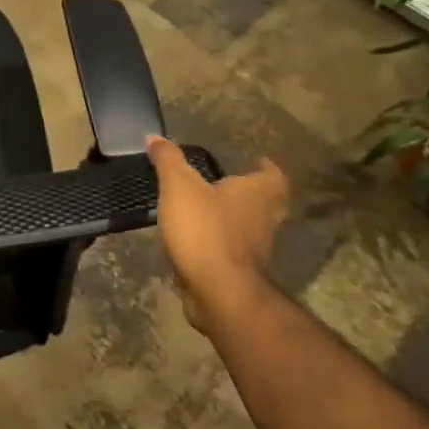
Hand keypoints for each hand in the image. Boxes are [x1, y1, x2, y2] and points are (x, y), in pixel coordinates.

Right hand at [147, 135, 288, 331]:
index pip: (274, 176)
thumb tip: (154, 136)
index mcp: (256, 194)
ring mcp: (257, 249)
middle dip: (255, 193)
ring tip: (212, 209)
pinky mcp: (243, 272)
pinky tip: (202, 239)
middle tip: (234, 184)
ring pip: (254, 227)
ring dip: (239, 218)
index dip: (267, 168)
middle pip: (269, 202)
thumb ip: (168, 159)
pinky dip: (225, 242)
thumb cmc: (204, 229)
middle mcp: (265, 220)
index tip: (258, 161)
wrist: (219, 292)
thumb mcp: (178, 186)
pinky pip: (237, 250)